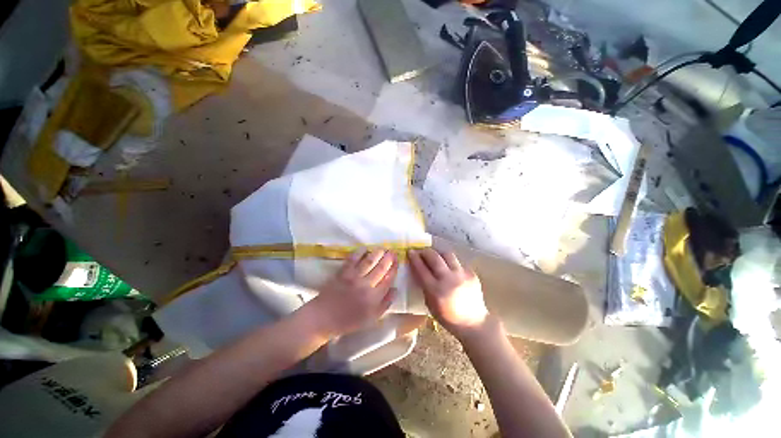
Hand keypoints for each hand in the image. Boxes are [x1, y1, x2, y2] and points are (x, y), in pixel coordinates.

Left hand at [307, 249, 398, 337]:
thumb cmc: (349, 320)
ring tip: (382, 248)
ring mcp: (354, 278)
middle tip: (392, 251)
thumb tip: (396, 289)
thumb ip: (385, 304)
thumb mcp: (371, 318)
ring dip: (377, 253)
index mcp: (374, 298)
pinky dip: (360, 252)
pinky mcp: (343, 272)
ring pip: (369, 262)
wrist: (324, 318)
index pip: (388, 279)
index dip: (394, 268)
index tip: (397, 261)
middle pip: (381, 268)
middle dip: (389, 258)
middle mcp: (366, 286)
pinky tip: (365, 248)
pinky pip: (353, 259)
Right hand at [408, 248, 489, 339]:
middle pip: (434, 257)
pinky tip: (450, 268)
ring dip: (438, 253)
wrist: (473, 323)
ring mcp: (461, 275)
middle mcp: (448, 279)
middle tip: (421, 251)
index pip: (422, 269)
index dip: (414, 258)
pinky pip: (458, 262)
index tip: (410, 251)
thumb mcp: (430, 304)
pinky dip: (451, 263)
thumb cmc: (448, 317)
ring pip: (447, 254)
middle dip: (425, 251)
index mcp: (435, 290)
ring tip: (436, 256)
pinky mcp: (472, 274)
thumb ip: (424, 286)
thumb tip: (419, 270)